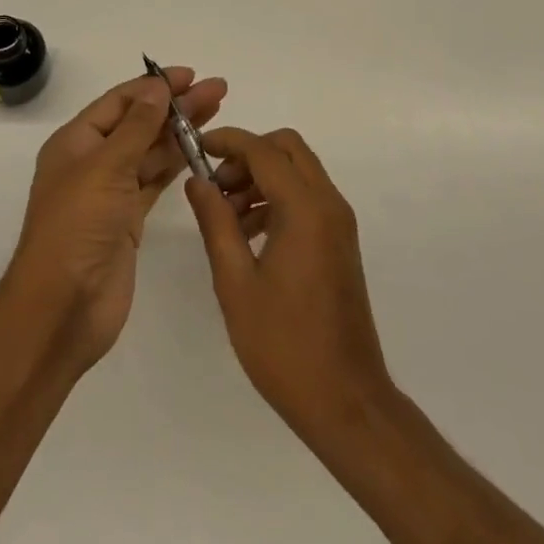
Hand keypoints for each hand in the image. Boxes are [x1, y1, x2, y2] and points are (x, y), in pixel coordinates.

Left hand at [6, 66, 228, 373]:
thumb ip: (136, 126)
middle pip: (139, 124)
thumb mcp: (105, 167)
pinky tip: (200, 151)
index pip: (120, 102)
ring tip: (217, 112)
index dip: (154, 86)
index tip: (190, 75)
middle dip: (176, 106)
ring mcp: (110, 192)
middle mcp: (92, 161)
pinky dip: (176, 165)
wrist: (63, 308)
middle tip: (218, 90)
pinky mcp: (128, 220)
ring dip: (180, 132)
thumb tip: (157, 86)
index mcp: (76, 142)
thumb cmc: (77, 227)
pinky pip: (155, 181)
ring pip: (150, 152)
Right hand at [185, 128, 393, 445]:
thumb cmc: (284, 345)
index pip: (263, 150)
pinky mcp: (340, 242)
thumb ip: (215, 223)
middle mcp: (329, 204)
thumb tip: (197, 181)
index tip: (196, 148)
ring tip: (227, 217)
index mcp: (305, 209)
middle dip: (248, 155)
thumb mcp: (236, 283)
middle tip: (216, 186)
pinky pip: (307, 197)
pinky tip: (250, 235)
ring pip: (299, 171)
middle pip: (288, 149)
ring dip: (262, 177)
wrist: (346, 401)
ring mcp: (339, 223)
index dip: (228, 141)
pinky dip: (278, 198)